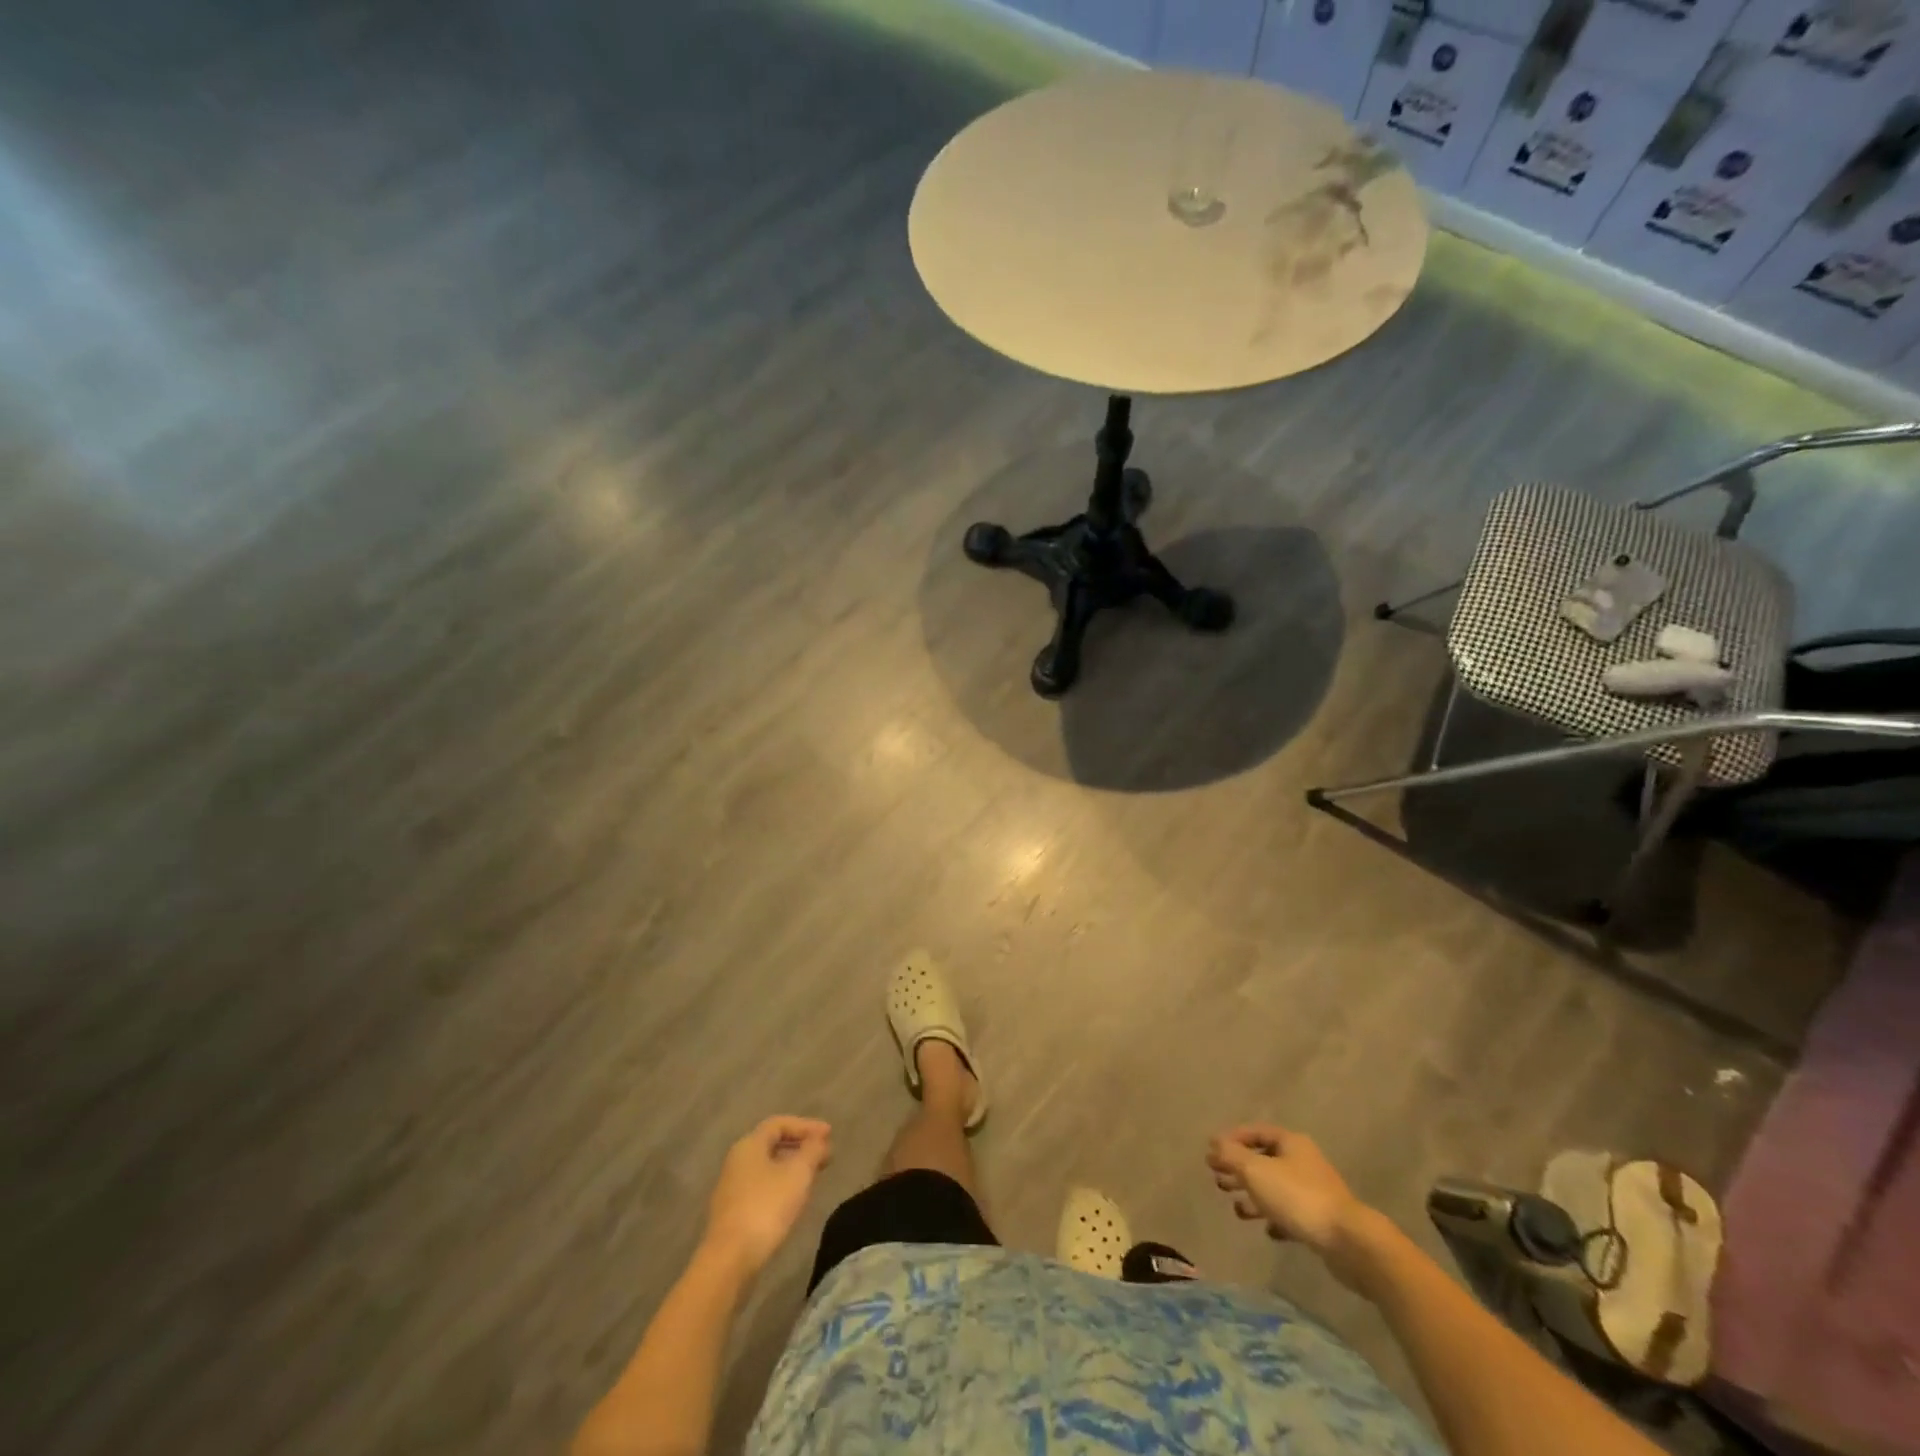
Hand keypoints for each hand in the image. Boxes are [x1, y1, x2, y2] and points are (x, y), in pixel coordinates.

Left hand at [703, 1116, 832, 1275]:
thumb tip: (819, 1139)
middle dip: (801, 1146)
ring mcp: (732, 1188)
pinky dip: (782, 1184)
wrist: (729, 1260)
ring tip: (814, 1175)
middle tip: (825, 1155)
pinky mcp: (733, 1212)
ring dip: (793, 1166)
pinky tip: (795, 1198)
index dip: (806, 1125)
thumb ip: (812, 1151)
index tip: (830, 1135)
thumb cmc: (766, 1207)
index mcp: (750, 1145)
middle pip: (773, 1144)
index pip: (779, 1123)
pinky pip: (762, 1186)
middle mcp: (737, 1160)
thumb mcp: (798, 1174)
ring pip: (768, 1166)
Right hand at [1207, 1124, 1375, 1282]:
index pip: (1255, 1132)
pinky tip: (1267, 1230)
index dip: (1232, 1139)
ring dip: (1254, 1196)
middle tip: (1217, 1180)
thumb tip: (1214, 1143)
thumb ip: (1231, 1155)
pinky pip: (1291, 1214)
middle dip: (1239, 1170)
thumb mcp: (1256, 1171)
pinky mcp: (1321, 1221)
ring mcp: (1314, 1191)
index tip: (1211, 1153)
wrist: (1349, 1242)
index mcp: (1290, 1143)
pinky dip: (1275, 1219)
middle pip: (1264, 1160)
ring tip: (1236, 1209)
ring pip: (1275, 1189)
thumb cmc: (1298, 1197)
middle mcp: (1303, 1162)